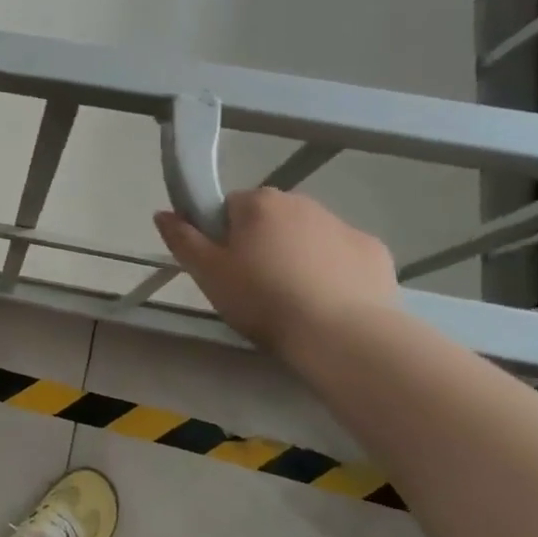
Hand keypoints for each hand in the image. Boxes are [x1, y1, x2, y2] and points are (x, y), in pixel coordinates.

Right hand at [154, 188, 397, 358]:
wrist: (343, 334)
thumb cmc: (264, 299)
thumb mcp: (208, 274)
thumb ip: (182, 240)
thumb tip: (162, 213)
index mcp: (259, 202)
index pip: (228, 207)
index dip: (222, 237)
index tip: (225, 269)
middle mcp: (302, 202)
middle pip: (269, 219)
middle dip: (261, 244)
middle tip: (255, 287)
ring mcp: (343, 225)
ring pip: (307, 236)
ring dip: (296, 256)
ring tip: (293, 300)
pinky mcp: (374, 252)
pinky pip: (342, 256)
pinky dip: (334, 271)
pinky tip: (328, 302)